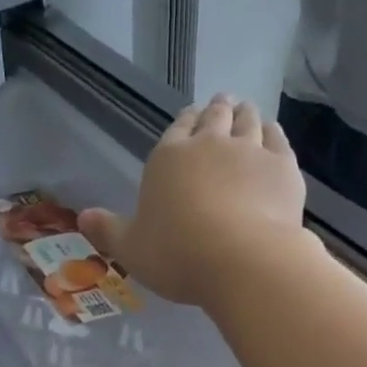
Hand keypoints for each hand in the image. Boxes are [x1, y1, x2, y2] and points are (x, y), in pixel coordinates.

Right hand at [78, 95, 309, 308]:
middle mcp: (209, 144)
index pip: (176, 129)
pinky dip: (273, 131)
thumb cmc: (178, 256)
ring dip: (245, 113)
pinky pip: (278, 138)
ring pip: (248, 120)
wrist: (243, 261)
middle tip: (220, 105)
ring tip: (245, 111)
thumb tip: (83, 217)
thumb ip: (108, 231)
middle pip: (214, 116)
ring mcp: (250, 151)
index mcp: (169, 158)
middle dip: (216, 110)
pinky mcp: (283, 166)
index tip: (190, 117)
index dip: (184, 122)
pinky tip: (272, 132)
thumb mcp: (131, 250)